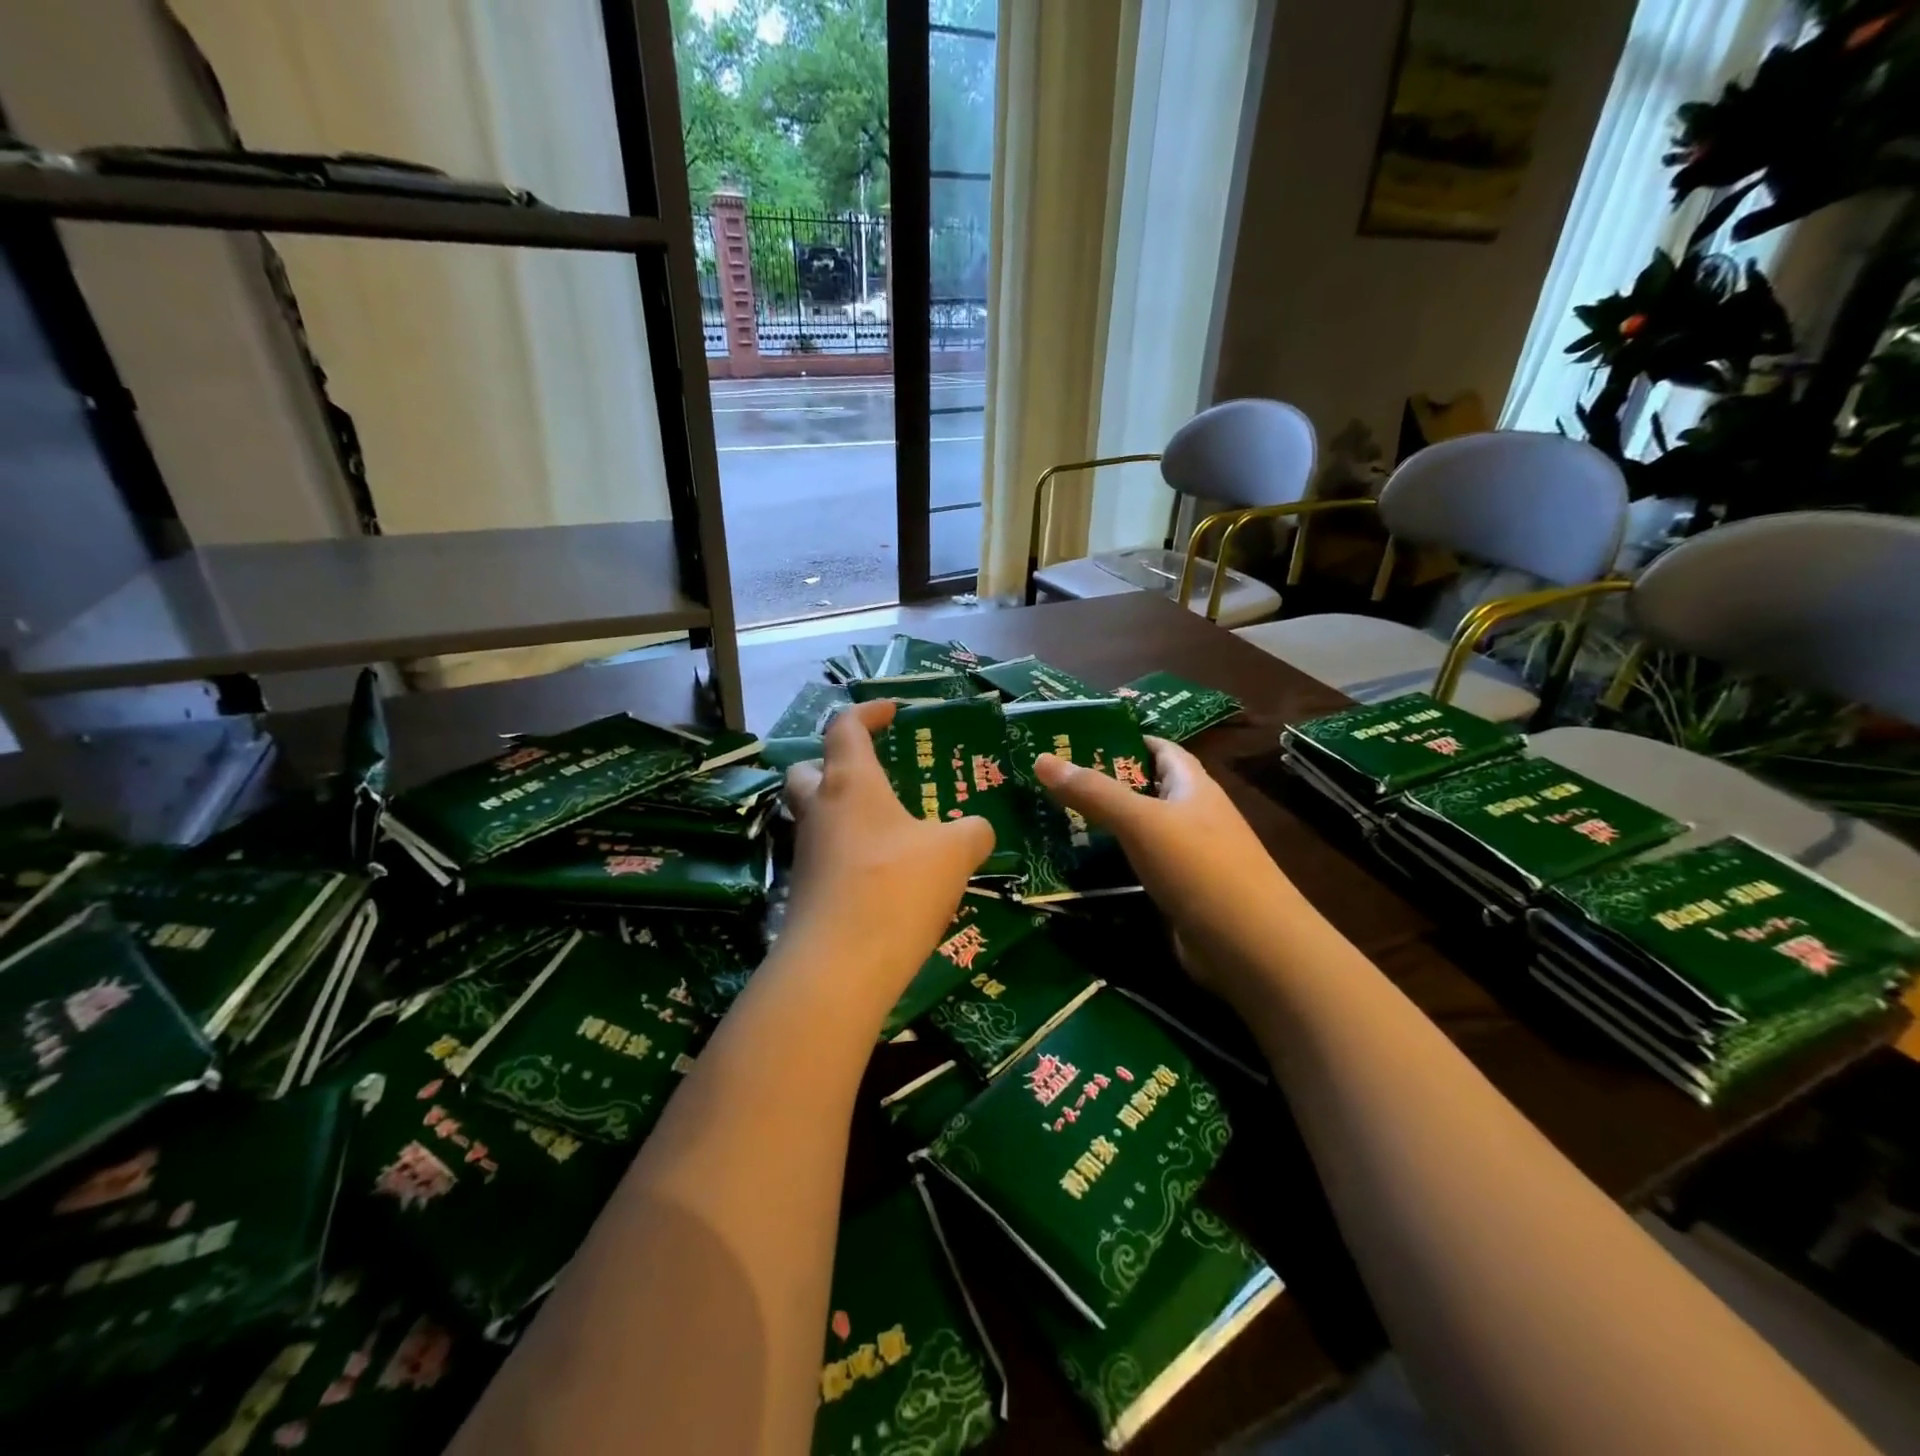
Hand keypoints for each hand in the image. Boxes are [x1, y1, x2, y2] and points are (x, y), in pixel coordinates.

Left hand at [783, 701, 994, 1001]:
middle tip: (870, 774)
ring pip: (814, 815)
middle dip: (833, 762)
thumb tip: (977, 831)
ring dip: (842, 812)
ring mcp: (805, 853)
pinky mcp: (804, 891)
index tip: (893, 712)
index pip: (845, 727)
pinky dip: (848, 853)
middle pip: (808, 769)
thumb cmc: (896, 887)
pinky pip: (824, 855)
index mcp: (850, 782)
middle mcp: (819, 810)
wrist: (840, 966)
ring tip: (889, 828)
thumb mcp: (954, 852)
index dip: (868, 712)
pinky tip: (883, 875)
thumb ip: (972, 832)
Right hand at [1034, 738, 1293, 999]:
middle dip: (1103, 782)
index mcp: (1193, 786)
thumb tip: (1040, 758)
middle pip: (1144, 789)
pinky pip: (1138, 867)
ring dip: (1102, 825)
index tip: (1078, 737)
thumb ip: (1093, 792)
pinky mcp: (1179, 894)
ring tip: (1051, 818)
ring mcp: (1188, 858)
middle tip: (1049, 779)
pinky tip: (1078, 865)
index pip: (1160, 749)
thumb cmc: (1200, 867)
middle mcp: (1193, 816)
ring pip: (1138, 831)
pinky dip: (1111, 863)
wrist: (1252, 947)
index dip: (1126, 738)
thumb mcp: (1142, 821)